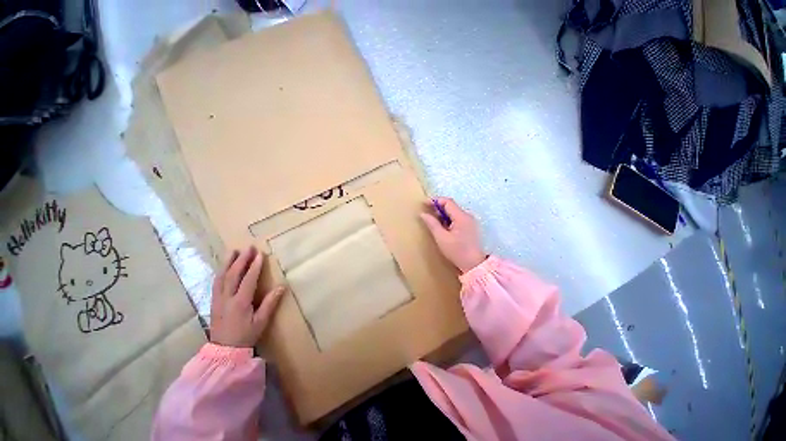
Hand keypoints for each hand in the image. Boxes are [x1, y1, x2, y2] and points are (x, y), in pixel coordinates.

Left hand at [210, 247, 284, 347]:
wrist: (223, 351)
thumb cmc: (245, 336)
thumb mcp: (261, 322)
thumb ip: (270, 303)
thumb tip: (281, 287)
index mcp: (240, 302)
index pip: (248, 279)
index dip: (255, 266)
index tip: (260, 254)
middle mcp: (227, 298)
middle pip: (233, 274)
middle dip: (241, 260)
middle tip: (248, 248)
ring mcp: (218, 300)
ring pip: (221, 277)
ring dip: (227, 263)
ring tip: (233, 252)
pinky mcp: (213, 303)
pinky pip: (216, 283)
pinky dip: (220, 272)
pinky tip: (223, 268)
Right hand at [420, 197, 485, 272]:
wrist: (474, 265)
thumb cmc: (457, 251)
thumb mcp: (441, 237)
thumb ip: (432, 223)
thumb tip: (422, 214)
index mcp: (461, 217)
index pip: (447, 202)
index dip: (435, 201)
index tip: (424, 204)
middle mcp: (467, 216)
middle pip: (451, 206)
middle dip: (438, 207)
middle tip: (427, 212)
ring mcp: (470, 221)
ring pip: (454, 212)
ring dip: (443, 214)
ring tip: (433, 220)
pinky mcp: (470, 227)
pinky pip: (457, 218)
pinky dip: (449, 219)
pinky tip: (443, 227)